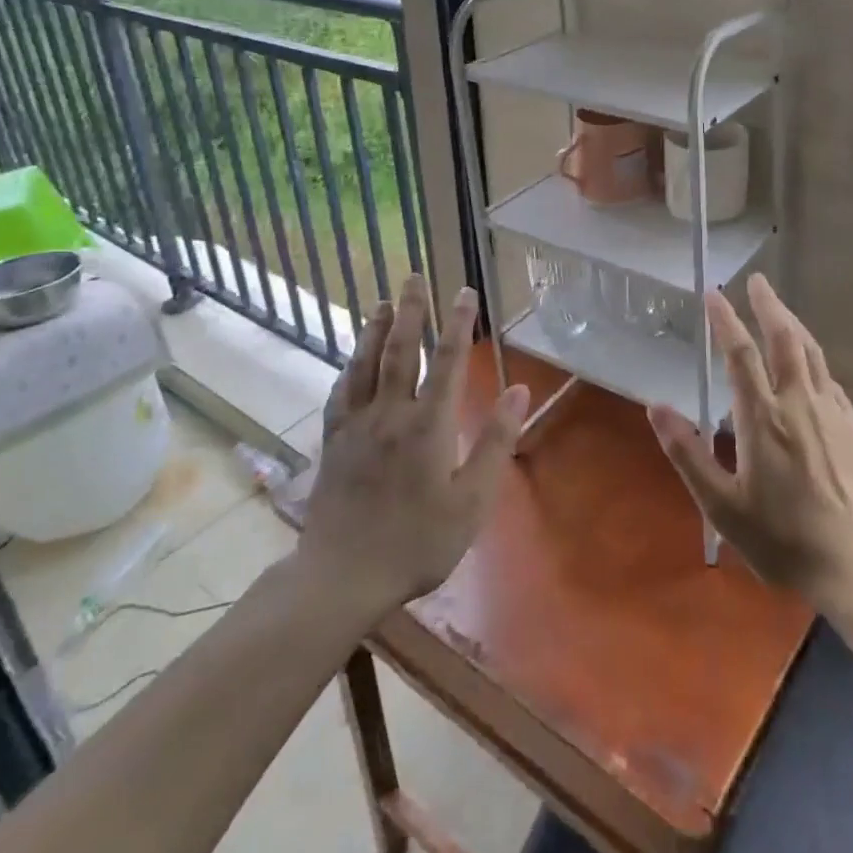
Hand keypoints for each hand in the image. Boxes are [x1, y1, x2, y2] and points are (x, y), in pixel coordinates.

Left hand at [295, 275, 529, 621]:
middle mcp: (390, 413)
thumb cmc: (417, 543)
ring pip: (365, 364)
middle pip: (400, 350)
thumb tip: (519, 391)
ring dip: (375, 329)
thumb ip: (495, 442)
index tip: (465, 292)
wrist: (341, 576)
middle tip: (413, 276)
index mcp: (427, 425)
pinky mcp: (334, 442)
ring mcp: (356, 426)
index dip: (458, 323)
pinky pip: (341, 393)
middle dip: (410, 310)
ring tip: (382, 302)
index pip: (446, 361)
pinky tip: (351, 360)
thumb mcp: (471, 502)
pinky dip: (349, 368)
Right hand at [650, 274, 852, 606]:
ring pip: (812, 353)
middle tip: (757, 280)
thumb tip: (656, 407)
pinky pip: (830, 379)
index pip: (740, 353)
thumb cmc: (784, 539)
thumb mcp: (722, 505)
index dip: (725, 320)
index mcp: (763, 417)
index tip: (713, 293)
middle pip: (784, 339)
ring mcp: (832, 412)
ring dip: (793, 324)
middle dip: (768, 305)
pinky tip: (812, 365)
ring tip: (780, 309)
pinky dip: (814, 359)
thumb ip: (688, 453)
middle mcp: (799, 402)